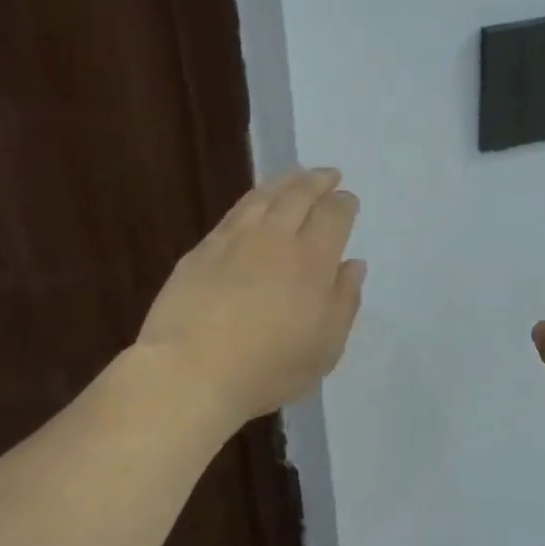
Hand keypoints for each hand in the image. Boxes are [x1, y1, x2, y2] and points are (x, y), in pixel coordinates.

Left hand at [137, 167, 366, 425]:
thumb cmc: (269, 368)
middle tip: (328, 175)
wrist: (191, 371)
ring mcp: (233, 240)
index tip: (348, 200)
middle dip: (317, 181)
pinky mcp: (202, 250)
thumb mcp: (325, 347)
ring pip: (263, 197)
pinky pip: (233, 213)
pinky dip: (251, 201)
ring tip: (294, 176)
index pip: (333, 216)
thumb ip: (344, 301)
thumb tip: (353, 264)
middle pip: (299, 195)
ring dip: (284, 181)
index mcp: (312, 260)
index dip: (344, 204)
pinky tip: (253, 205)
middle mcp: (275, 238)